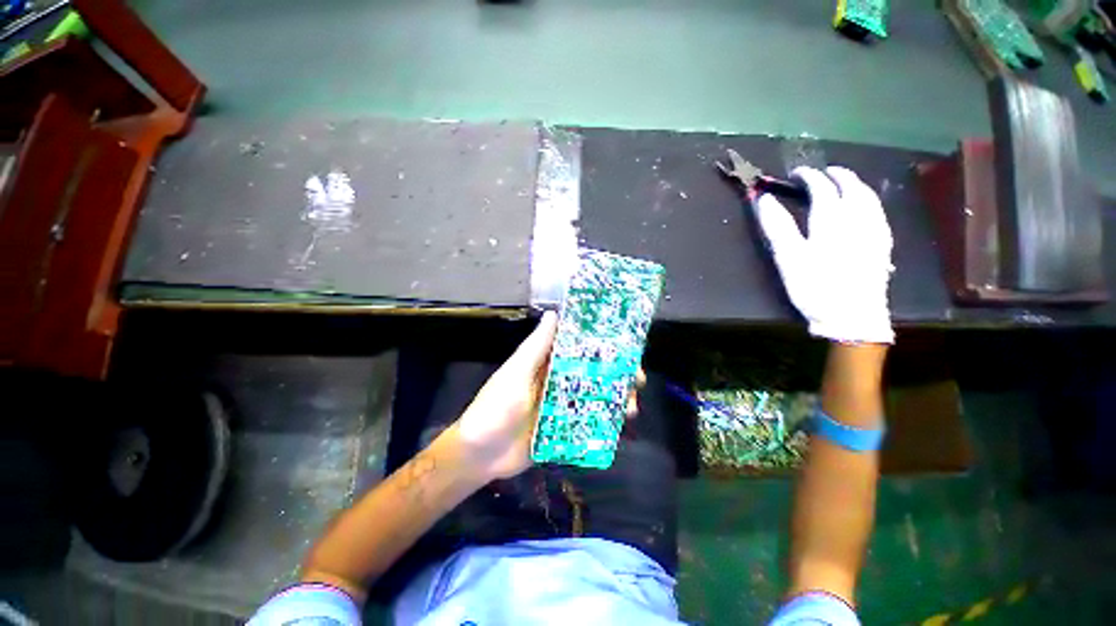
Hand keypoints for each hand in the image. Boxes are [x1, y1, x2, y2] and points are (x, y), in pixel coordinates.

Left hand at [455, 311, 643, 480]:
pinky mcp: (563, 429)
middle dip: (616, 375)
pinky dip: (605, 422)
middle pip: (592, 373)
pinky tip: (620, 424)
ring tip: (632, 407)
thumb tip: (554, 313)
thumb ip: (536, 347)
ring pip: (594, 397)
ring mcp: (561, 406)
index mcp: (547, 364)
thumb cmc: (496, 406)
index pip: (579, 348)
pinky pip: (589, 422)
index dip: (602, 345)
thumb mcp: (517, 372)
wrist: (481, 454)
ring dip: (615, 399)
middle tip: (637, 379)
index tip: (625, 345)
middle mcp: (557, 382)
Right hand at [755, 166, 893, 344]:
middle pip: (850, 187)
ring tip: (843, 183)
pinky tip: (864, 206)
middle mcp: (857, 219)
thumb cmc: (814, 287)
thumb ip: (777, 226)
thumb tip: (763, 199)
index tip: (796, 174)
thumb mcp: (788, 258)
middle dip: (835, 175)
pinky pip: (878, 212)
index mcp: (831, 220)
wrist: (852, 317)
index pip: (821, 187)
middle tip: (821, 173)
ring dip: (855, 184)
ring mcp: (874, 231)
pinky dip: (868, 201)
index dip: (808, 177)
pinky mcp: (882, 244)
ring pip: (868, 197)